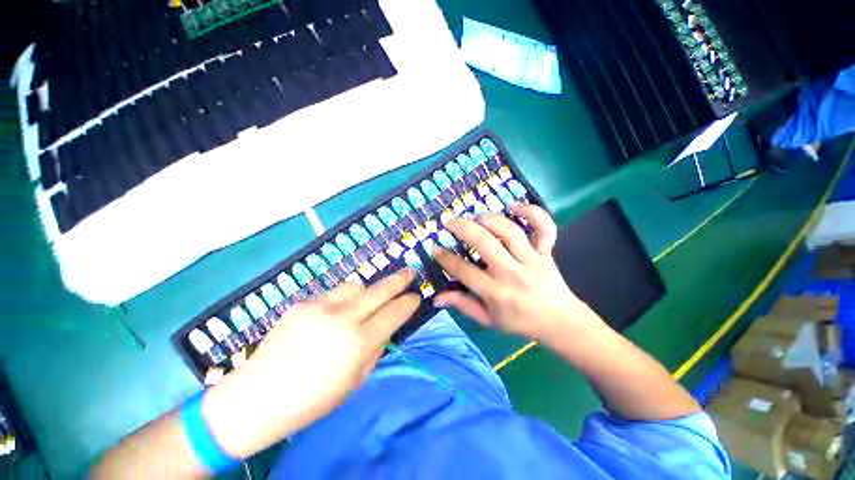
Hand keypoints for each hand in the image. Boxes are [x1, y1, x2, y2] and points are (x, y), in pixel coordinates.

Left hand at [203, 269, 419, 458]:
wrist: (257, 396)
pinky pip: (334, 293)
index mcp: (357, 344)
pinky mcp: (303, 302)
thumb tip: (387, 326)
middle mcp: (342, 318)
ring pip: (357, 284)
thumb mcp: (356, 381)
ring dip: (368, 291)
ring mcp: (320, 306)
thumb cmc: (313, 399)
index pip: (393, 314)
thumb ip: (377, 348)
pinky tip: (334, 314)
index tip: (417, 296)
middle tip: (411, 272)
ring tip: (365, 302)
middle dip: (400, 279)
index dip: (409, 303)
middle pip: (380, 290)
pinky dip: (343, 299)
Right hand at [433, 204, 602, 344]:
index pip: (464, 271)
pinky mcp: (546, 252)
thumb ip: (463, 305)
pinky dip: (532, 212)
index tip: (436, 248)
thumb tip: (436, 298)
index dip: (446, 258)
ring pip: (509, 231)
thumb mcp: (488, 320)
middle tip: (449, 223)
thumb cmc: (520, 322)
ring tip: (475, 217)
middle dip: (462, 228)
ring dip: (488, 219)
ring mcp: (531, 259)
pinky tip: (514, 206)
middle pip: (484, 243)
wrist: (560, 322)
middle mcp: (512, 273)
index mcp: (496, 293)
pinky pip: (543, 227)